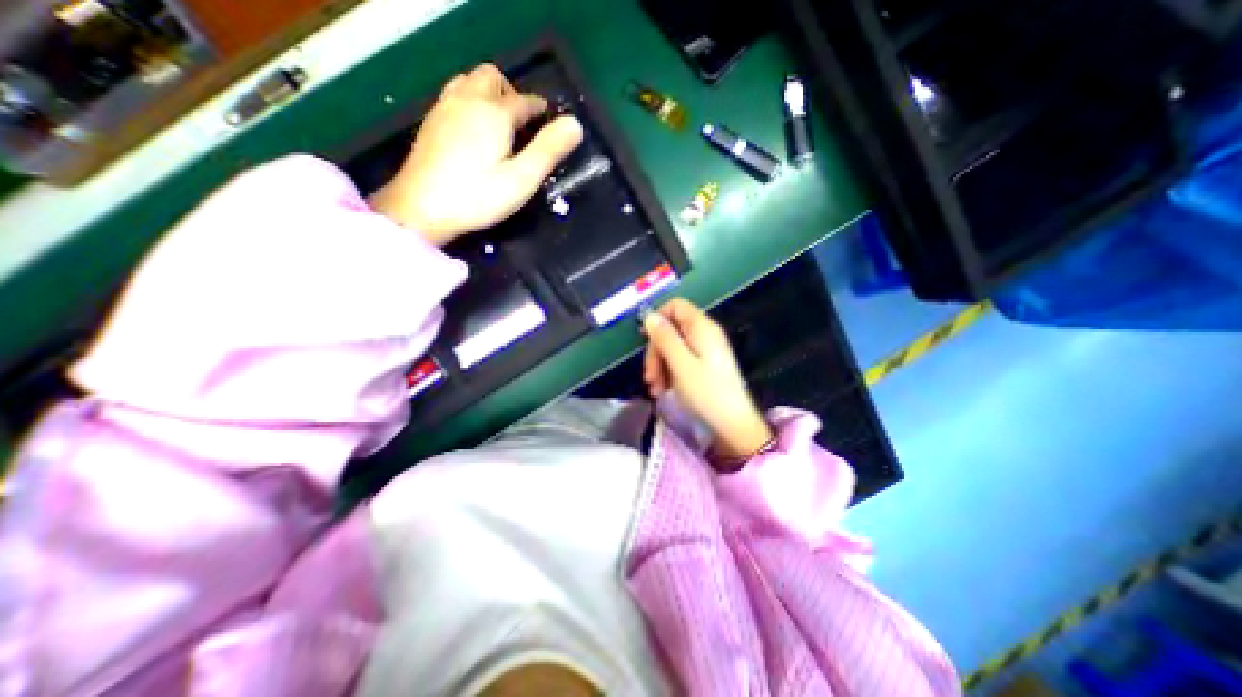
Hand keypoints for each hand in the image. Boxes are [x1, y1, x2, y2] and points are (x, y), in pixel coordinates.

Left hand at [367, 61, 581, 247]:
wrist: (422, 208)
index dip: (539, 108)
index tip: (549, 117)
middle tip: (523, 120)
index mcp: (494, 113)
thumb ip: (548, 150)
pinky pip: (453, 95)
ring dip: (488, 91)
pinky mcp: (430, 122)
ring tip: (499, 121)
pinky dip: (469, 101)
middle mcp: (467, 100)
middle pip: (491, 77)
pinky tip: (472, 128)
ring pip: (468, 81)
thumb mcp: (522, 178)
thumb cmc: (478, 197)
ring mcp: (444, 108)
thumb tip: (575, 124)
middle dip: (511, 91)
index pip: (523, 101)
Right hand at [645, 296, 773, 459]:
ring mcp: (706, 349)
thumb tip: (649, 316)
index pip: (675, 306)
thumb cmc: (706, 392)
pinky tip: (664, 389)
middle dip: (656, 351)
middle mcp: (704, 333)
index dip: (658, 319)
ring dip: (660, 365)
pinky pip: (681, 359)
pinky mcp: (705, 364)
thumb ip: (664, 337)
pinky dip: (669, 372)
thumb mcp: (680, 364)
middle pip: (671, 329)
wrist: (732, 423)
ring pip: (673, 346)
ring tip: (656, 388)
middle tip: (649, 376)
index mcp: (701, 327)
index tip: (645, 340)